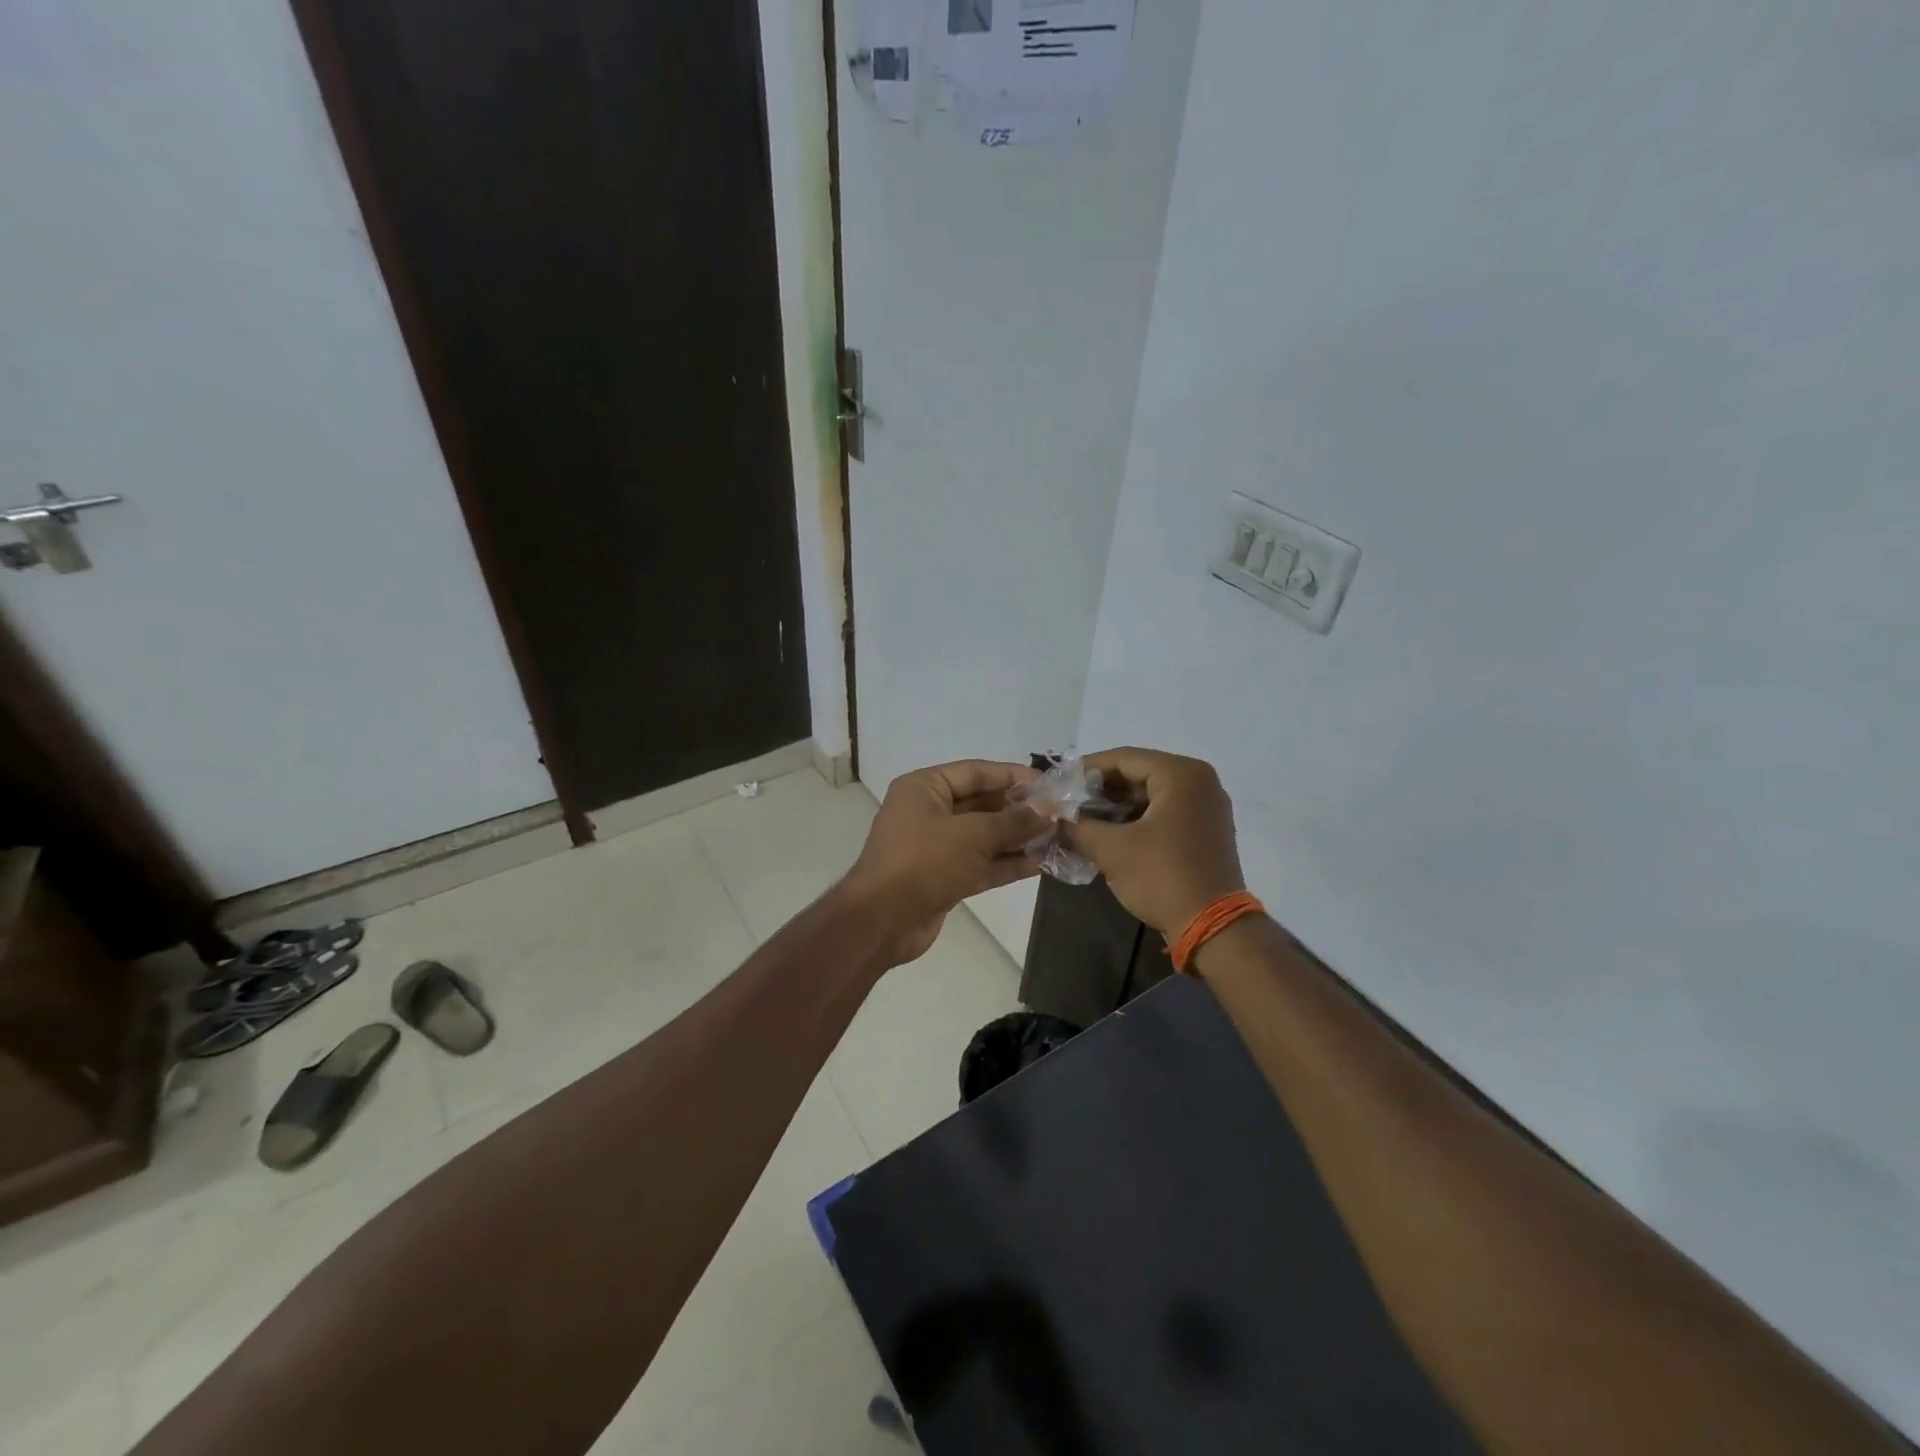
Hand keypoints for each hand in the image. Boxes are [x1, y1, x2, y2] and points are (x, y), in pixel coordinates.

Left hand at [842, 760, 1044, 963]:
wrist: (882, 921)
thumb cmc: (924, 862)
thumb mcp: (973, 835)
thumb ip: (1013, 821)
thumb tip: (1048, 811)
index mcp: (925, 788)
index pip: (976, 772)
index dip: (1014, 776)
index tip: (1050, 783)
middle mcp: (929, 812)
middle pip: (982, 803)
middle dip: (1020, 810)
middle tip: (1060, 814)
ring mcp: (936, 847)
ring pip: (985, 836)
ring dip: (1019, 838)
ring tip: (1058, 838)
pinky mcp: (944, 877)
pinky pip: (981, 863)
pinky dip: (1008, 863)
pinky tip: (1042, 863)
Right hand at [1058, 748, 1246, 936]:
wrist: (1213, 928)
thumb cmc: (1163, 877)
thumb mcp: (1111, 850)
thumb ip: (1077, 827)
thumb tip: (1050, 819)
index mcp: (1181, 774)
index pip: (1124, 758)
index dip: (1086, 769)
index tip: (1057, 782)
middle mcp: (1199, 782)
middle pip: (1138, 774)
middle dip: (1100, 790)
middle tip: (1066, 803)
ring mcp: (1206, 807)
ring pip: (1150, 795)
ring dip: (1116, 806)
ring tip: (1081, 820)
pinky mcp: (1206, 830)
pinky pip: (1164, 812)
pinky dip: (1136, 819)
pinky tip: (1108, 833)